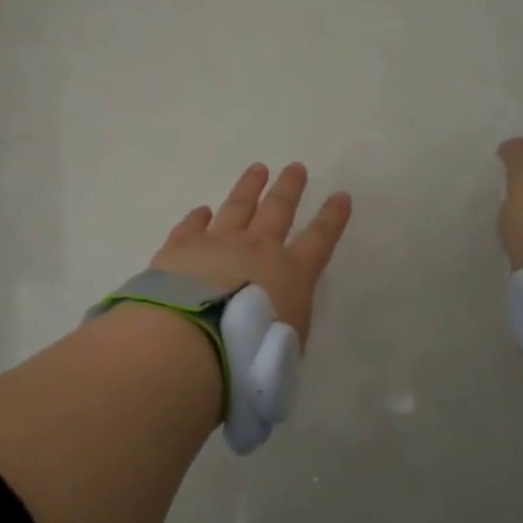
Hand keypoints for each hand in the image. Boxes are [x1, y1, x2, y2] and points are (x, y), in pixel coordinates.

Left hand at [149, 163, 352, 342]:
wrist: (192, 341)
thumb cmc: (249, 355)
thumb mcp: (284, 351)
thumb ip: (284, 328)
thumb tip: (277, 323)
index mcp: (291, 274)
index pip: (319, 239)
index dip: (332, 217)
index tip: (341, 195)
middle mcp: (257, 249)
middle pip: (278, 209)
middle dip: (290, 187)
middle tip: (296, 167)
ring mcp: (217, 243)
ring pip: (238, 206)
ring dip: (249, 187)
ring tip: (257, 169)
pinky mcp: (181, 247)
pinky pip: (192, 225)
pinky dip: (198, 217)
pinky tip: (201, 209)